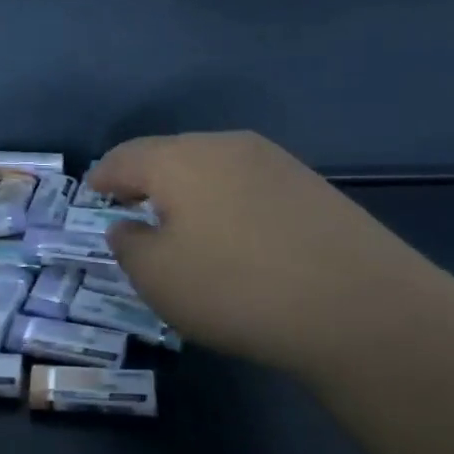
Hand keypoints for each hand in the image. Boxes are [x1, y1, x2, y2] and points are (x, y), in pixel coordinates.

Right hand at [88, 132, 453, 385]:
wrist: (361, 307)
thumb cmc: (236, 288)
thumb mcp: (157, 277)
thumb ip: (129, 246)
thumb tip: (128, 226)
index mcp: (180, 159)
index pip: (126, 157)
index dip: (103, 176)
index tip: (92, 193)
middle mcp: (227, 146)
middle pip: (171, 154)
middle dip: (146, 179)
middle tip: (131, 207)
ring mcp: (277, 162)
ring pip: (213, 168)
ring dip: (188, 191)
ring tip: (180, 223)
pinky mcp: (313, 187)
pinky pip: (248, 186)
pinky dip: (226, 203)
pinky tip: (233, 235)